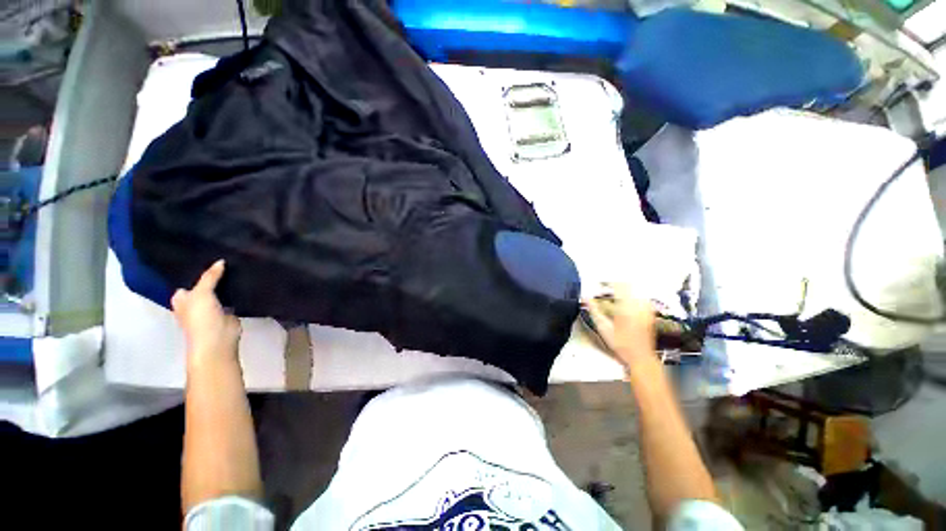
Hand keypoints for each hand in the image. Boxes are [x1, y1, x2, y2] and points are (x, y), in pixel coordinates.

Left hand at [172, 260, 241, 364]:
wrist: (218, 339)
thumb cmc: (201, 317)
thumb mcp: (201, 292)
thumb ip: (210, 276)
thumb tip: (221, 261)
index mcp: (182, 298)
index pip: (188, 280)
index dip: (196, 269)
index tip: (207, 256)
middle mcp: (195, 302)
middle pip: (204, 284)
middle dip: (213, 275)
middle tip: (225, 259)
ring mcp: (212, 307)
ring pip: (219, 290)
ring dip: (225, 283)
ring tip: (236, 266)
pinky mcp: (227, 311)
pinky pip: (231, 297)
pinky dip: (236, 291)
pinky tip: (243, 281)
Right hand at [583, 283, 655, 368]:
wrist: (641, 357)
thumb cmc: (620, 344)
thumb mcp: (603, 327)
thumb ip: (594, 310)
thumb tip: (585, 297)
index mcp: (626, 307)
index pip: (619, 285)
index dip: (608, 281)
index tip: (599, 282)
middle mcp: (639, 304)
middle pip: (628, 285)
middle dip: (616, 283)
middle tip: (606, 286)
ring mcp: (647, 308)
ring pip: (636, 289)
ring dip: (625, 288)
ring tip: (615, 292)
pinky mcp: (650, 312)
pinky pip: (641, 297)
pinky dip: (633, 294)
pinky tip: (626, 300)